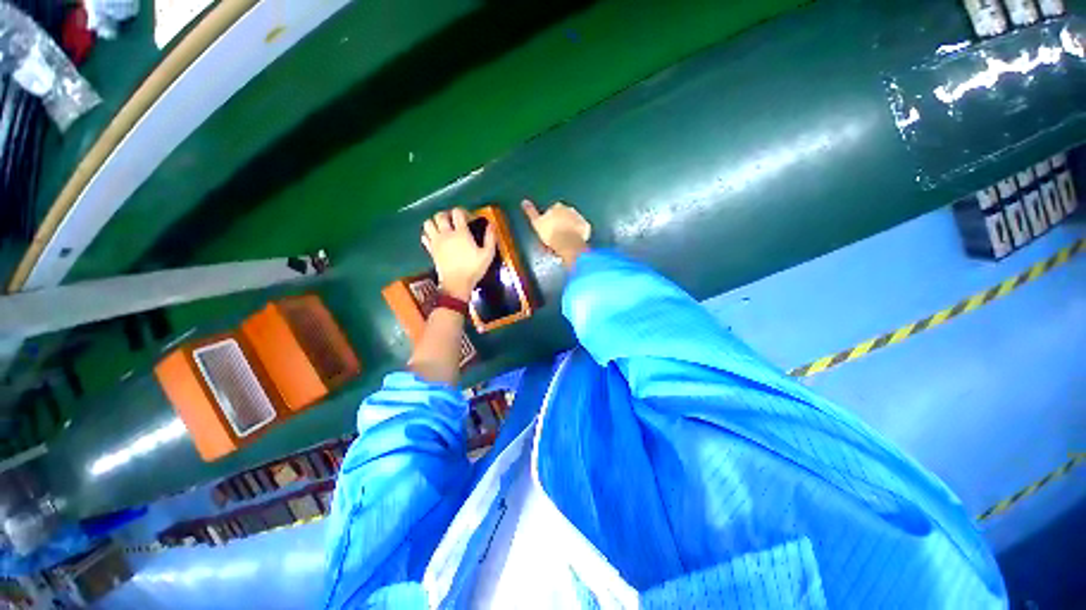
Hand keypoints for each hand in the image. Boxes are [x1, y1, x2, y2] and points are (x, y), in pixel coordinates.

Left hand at [421, 208, 496, 300]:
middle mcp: (446, 234)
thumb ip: (490, 238)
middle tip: (454, 221)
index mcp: (461, 233)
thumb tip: (491, 225)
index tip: (469, 218)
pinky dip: (428, 234)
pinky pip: (424, 236)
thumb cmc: (473, 269)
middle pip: (440, 215)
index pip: (457, 213)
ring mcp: (436, 241)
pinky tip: (436, 238)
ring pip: (428, 223)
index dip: (463, 212)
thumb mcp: (488, 255)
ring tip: (442, 227)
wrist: (456, 283)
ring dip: (434, 222)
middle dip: (447, 215)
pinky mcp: (430, 250)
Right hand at [521, 200, 590, 266]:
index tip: (549, 229)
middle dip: (561, 224)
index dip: (550, 221)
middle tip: (556, 237)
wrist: (567, 243)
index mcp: (557, 207)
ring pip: (573, 224)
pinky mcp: (585, 227)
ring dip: (569, 230)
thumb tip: (524, 202)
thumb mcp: (536, 223)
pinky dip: (578, 236)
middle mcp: (570, 209)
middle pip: (564, 216)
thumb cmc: (551, 233)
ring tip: (564, 242)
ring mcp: (579, 218)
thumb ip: (530, 212)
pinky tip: (573, 243)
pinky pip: (581, 231)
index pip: (553, 210)